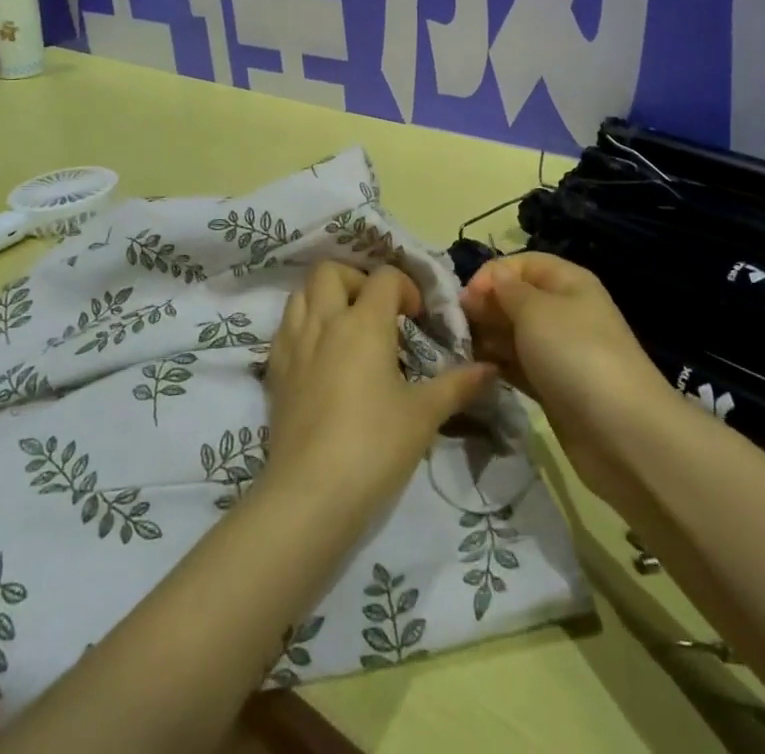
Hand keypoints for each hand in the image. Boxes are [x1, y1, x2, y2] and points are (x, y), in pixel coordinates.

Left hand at [264, 261, 494, 516]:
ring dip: (324, 298)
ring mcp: (294, 344)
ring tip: (345, 328)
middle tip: (375, 311)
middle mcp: (325, 321)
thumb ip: (457, 385)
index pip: (385, 277)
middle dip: (356, 280)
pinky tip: (318, 355)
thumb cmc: (375, 446)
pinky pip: (285, 327)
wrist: (311, 494)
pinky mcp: (274, 370)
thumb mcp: (424, 415)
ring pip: (301, 293)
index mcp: (364, 323)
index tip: (416, 319)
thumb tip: (490, 369)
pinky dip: (301, 325)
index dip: (405, 288)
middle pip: (331, 271)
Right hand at [459, 252, 671, 501]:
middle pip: (516, 298)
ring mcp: (560, 351)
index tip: (465, 298)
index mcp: (568, 281)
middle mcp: (564, 311)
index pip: (522, 263)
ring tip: (459, 350)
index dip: (492, 274)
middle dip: (485, 307)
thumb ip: (506, 291)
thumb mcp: (536, 311)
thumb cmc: (575, 355)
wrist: (622, 433)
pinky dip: (498, 365)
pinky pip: (519, 365)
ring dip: (487, 338)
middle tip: (455, 327)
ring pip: (514, 334)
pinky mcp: (553, 387)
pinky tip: (475, 371)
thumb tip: (493, 277)